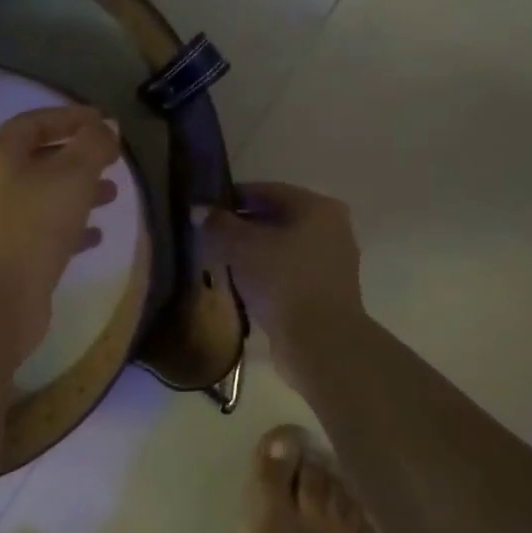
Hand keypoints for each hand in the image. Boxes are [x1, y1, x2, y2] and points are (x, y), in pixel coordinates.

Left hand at [0, 105, 120, 369]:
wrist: (1, 298)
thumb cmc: (35, 224)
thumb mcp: (72, 174)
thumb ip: (93, 145)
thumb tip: (105, 128)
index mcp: (1, 156)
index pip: (34, 122)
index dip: (68, 117)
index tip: (104, 121)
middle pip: (40, 159)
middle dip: (78, 156)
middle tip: (112, 160)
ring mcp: (4, 222)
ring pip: (47, 196)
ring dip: (80, 192)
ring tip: (113, 194)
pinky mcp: (16, 255)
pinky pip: (48, 231)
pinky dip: (74, 228)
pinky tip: (98, 235)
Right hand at [198, 182, 363, 358]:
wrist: (319, 341)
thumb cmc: (281, 281)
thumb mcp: (240, 246)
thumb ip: (217, 224)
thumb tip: (200, 211)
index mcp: (316, 207)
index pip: (265, 191)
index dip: (231, 198)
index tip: (204, 211)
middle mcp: (331, 228)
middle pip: (275, 218)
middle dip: (241, 227)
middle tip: (208, 238)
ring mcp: (331, 261)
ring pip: (281, 247)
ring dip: (252, 253)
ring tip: (220, 263)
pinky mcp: (325, 291)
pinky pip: (287, 272)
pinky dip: (265, 274)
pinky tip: (241, 286)